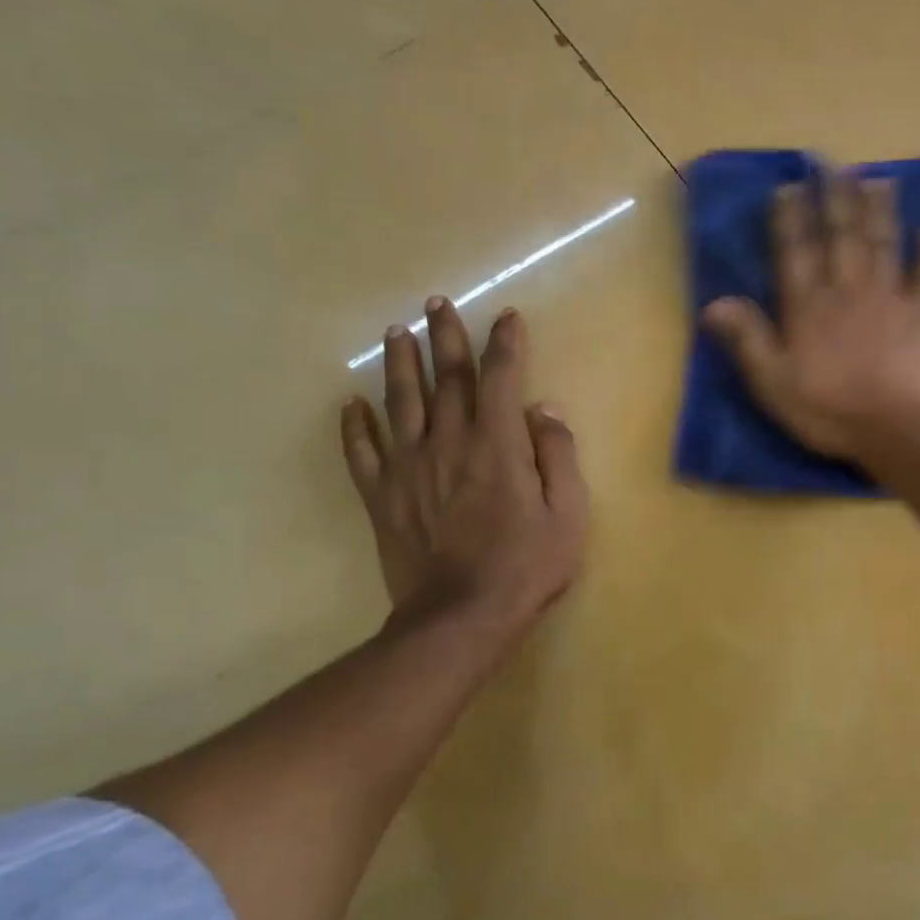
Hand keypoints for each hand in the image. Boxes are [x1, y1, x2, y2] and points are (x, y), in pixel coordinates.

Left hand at [341, 301, 587, 641]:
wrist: (461, 617)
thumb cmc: (526, 565)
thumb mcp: (568, 513)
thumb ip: (558, 456)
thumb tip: (544, 410)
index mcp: (497, 444)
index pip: (500, 378)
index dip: (504, 343)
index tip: (506, 317)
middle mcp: (449, 443)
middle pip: (446, 378)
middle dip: (445, 336)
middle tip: (436, 303)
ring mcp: (409, 468)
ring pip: (400, 402)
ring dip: (399, 364)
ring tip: (396, 332)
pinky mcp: (382, 496)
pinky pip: (362, 452)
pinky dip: (354, 425)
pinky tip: (350, 403)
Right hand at [702, 174, 919, 460]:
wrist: (896, 430)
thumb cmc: (829, 411)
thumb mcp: (773, 383)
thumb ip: (747, 339)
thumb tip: (714, 300)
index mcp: (808, 307)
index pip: (796, 252)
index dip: (791, 217)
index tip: (790, 186)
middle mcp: (848, 290)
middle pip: (841, 235)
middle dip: (836, 198)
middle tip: (835, 165)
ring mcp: (891, 297)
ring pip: (884, 243)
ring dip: (880, 209)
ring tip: (877, 178)